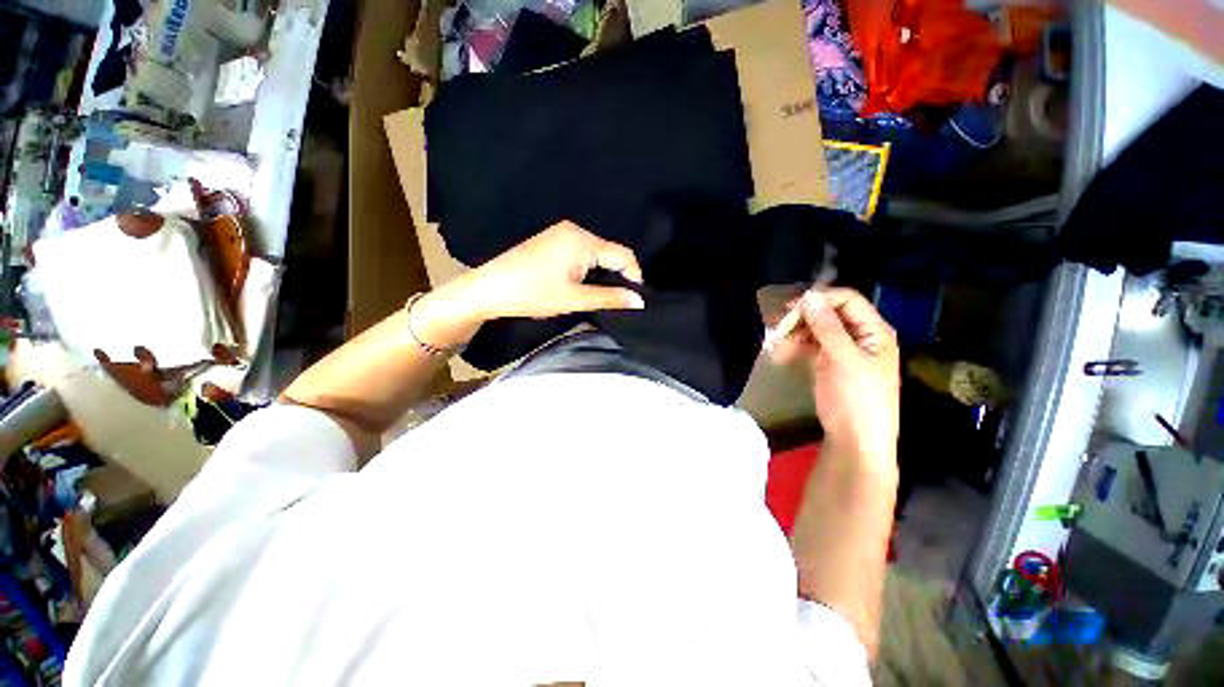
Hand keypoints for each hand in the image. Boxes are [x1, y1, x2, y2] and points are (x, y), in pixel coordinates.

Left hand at [412, 222, 643, 348]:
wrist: (488, 289)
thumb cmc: (531, 293)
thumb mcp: (574, 299)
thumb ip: (609, 298)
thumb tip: (639, 301)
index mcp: (582, 240)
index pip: (623, 255)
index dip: (634, 277)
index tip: (635, 300)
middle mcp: (575, 231)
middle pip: (610, 253)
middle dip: (618, 276)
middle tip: (619, 301)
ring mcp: (561, 234)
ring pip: (596, 254)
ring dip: (603, 274)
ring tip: (603, 297)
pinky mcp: (553, 242)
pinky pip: (582, 254)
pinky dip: (589, 270)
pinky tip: (584, 286)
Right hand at [768, 288, 899, 468]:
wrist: (855, 440)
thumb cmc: (857, 399)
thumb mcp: (844, 360)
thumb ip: (827, 327)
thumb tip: (809, 297)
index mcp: (874, 331)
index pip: (847, 301)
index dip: (821, 300)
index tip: (792, 307)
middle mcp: (859, 335)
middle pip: (829, 313)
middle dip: (803, 316)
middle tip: (778, 325)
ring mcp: (842, 349)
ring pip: (815, 328)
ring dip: (795, 330)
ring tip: (775, 339)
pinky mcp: (827, 362)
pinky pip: (809, 344)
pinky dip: (795, 344)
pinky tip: (780, 349)